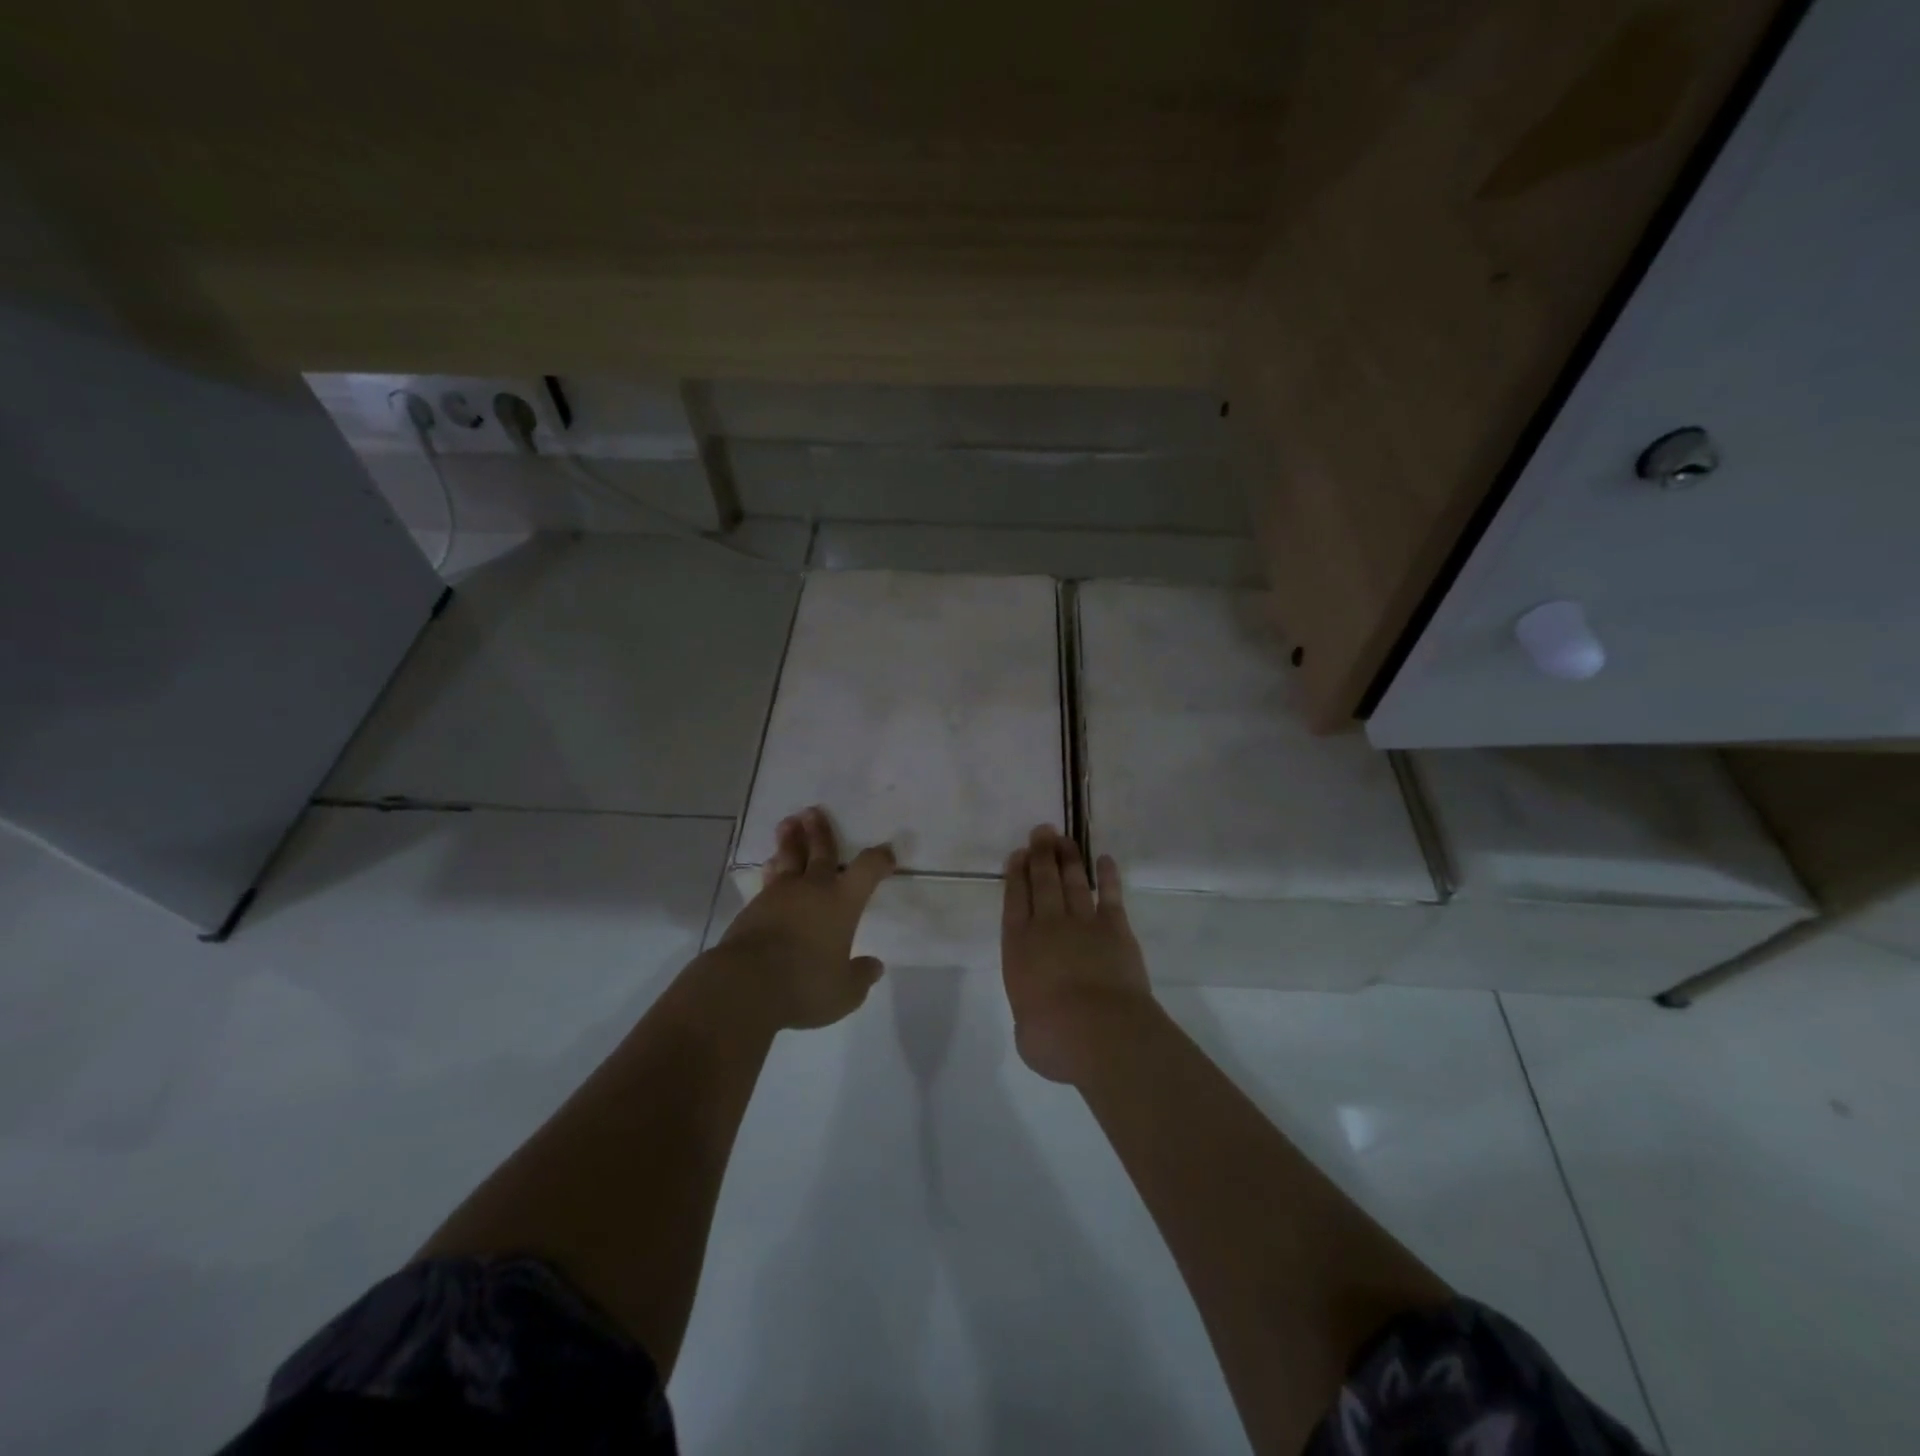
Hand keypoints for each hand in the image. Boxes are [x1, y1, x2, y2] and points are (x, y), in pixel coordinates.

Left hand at [718, 807, 896, 1030]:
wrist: (745, 984)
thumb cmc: (805, 984)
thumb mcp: (844, 992)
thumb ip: (860, 976)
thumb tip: (874, 966)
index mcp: (842, 901)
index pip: (867, 869)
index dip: (879, 858)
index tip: (886, 854)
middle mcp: (813, 889)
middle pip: (821, 851)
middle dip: (821, 831)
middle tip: (814, 810)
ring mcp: (780, 894)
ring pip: (789, 859)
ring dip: (790, 840)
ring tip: (788, 823)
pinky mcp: (753, 907)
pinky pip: (768, 880)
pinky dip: (772, 869)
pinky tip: (770, 866)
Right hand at [1001, 825, 1155, 1083]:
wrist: (1100, 1031)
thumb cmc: (1053, 1038)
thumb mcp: (1026, 1032)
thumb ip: (1030, 1014)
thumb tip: (1038, 1016)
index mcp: (1018, 948)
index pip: (1014, 901)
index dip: (1015, 875)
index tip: (1017, 854)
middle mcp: (1047, 927)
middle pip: (1042, 882)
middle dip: (1040, 855)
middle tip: (1041, 832)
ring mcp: (1083, 924)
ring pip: (1072, 882)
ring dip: (1067, 858)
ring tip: (1063, 838)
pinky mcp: (1115, 929)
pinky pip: (1110, 896)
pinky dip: (1107, 877)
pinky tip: (1105, 860)